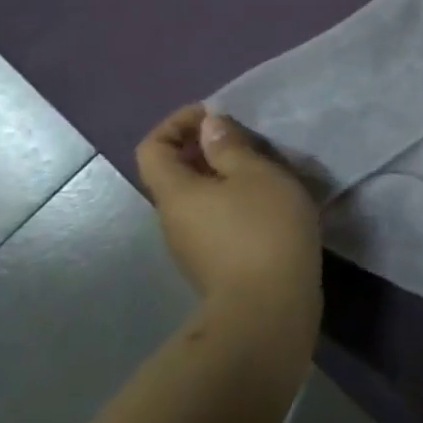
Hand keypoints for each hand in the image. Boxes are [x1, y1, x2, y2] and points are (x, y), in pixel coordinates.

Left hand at [135, 105, 322, 350]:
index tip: (216, 115)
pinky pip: (215, 220)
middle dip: (205, 149)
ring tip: (265, 172)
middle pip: (175, 173)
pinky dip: (234, 203)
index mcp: (175, 192)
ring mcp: (191, 247)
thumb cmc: (264, 229)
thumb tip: (208, 125)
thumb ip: (230, 146)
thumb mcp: (257, 174)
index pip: (152, 147)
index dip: (177, 123)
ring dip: (223, 177)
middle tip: (248, 141)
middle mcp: (172, 219)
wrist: (269, 308)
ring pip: (198, 198)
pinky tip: (269, 207)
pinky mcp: (214, 265)